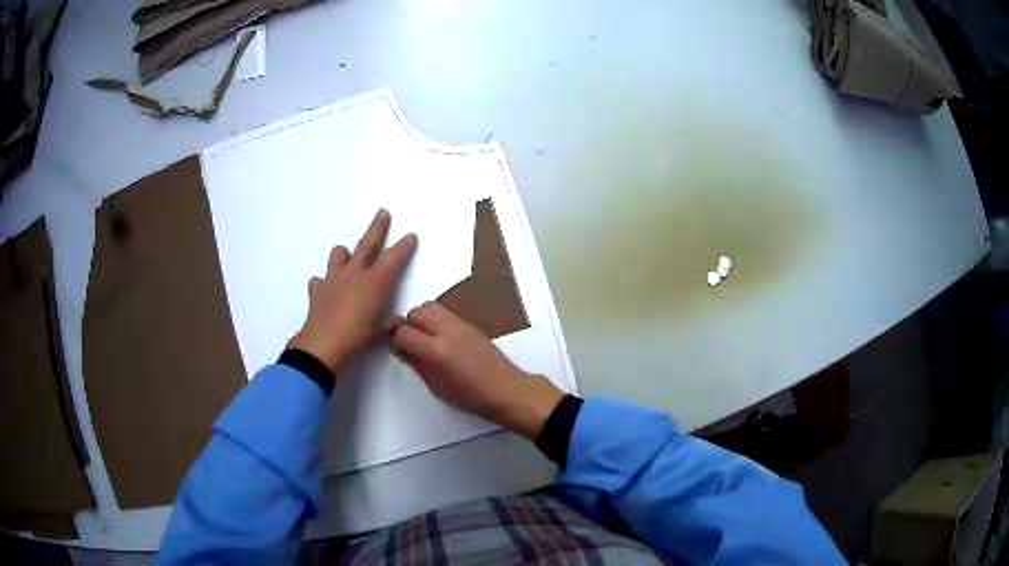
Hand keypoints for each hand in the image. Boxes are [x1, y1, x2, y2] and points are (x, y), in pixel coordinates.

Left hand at [288, 209, 416, 372]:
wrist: (322, 347)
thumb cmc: (357, 339)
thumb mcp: (381, 333)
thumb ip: (390, 323)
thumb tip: (397, 321)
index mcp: (375, 282)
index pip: (394, 258)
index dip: (404, 246)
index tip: (411, 236)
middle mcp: (355, 274)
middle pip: (367, 245)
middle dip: (377, 228)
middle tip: (383, 212)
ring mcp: (333, 280)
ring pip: (339, 256)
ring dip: (345, 253)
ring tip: (346, 254)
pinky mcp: (317, 291)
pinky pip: (320, 281)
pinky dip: (324, 283)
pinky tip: (325, 289)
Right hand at [392, 302, 563, 439]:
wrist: (506, 389)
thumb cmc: (470, 397)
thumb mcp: (437, 387)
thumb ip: (417, 364)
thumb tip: (402, 349)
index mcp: (437, 351)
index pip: (404, 332)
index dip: (396, 341)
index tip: (399, 352)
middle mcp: (447, 331)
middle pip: (416, 313)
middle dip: (409, 326)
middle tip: (412, 344)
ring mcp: (460, 324)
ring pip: (430, 307)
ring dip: (422, 319)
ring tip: (426, 339)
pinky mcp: (470, 324)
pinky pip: (445, 313)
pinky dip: (436, 320)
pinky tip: (442, 339)